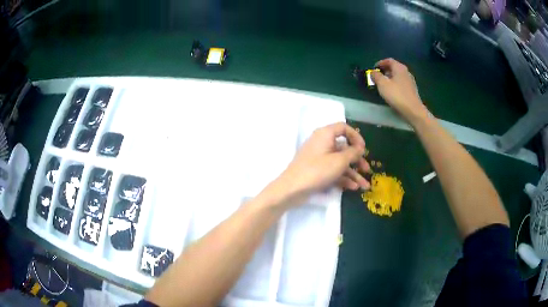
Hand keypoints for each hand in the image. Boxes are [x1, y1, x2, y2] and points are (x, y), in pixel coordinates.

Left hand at [269, 123, 369, 206]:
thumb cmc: (317, 171)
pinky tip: (353, 187)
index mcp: (325, 135)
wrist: (292, 189)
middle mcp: (322, 143)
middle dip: (357, 160)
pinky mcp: (316, 170)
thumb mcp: (339, 161)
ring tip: (365, 186)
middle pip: (344, 148)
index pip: (343, 128)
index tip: (363, 149)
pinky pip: (333, 171)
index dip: (356, 136)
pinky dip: (343, 178)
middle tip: (367, 170)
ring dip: (353, 173)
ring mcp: (319, 158)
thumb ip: (353, 153)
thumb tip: (360, 148)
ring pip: (340, 162)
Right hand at [372, 58, 428, 122]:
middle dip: (385, 70)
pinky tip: (392, 91)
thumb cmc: (397, 95)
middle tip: (378, 76)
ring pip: (398, 75)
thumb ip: (376, 75)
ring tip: (383, 84)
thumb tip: (373, 72)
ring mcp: (410, 81)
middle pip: (394, 67)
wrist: (413, 110)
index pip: (389, 60)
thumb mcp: (382, 84)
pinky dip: (395, 83)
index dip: (380, 63)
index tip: (374, 68)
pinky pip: (402, 83)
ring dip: (390, 77)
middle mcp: (406, 72)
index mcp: (399, 68)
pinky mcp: (412, 90)